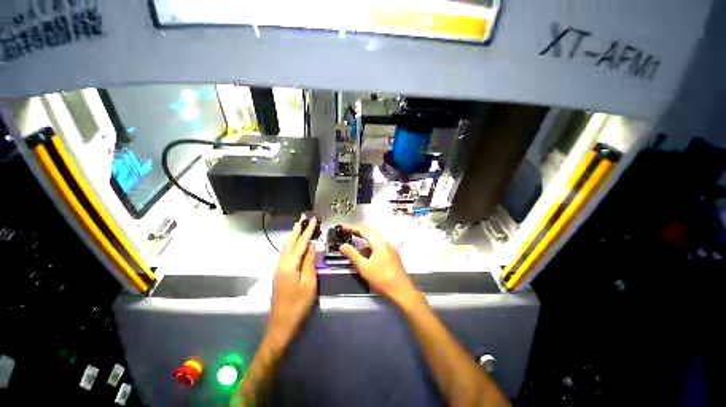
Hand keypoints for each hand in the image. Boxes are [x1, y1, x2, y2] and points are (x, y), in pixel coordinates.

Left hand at [267, 215, 317, 347]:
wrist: (280, 325)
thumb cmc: (298, 305)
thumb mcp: (309, 284)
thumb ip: (310, 263)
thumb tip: (312, 246)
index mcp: (290, 265)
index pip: (301, 243)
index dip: (307, 231)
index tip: (312, 219)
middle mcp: (282, 264)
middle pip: (290, 242)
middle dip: (297, 229)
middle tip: (302, 217)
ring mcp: (279, 269)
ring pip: (286, 247)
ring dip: (293, 235)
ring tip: (299, 226)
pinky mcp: (279, 274)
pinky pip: (285, 254)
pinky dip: (291, 244)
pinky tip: (294, 244)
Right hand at [339, 224, 419, 305]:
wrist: (402, 291)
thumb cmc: (381, 278)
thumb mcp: (364, 267)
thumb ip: (352, 254)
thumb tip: (342, 245)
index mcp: (379, 243)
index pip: (364, 230)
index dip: (352, 227)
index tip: (343, 227)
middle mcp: (386, 242)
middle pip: (370, 232)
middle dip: (358, 231)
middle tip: (347, 231)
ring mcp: (390, 248)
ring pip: (375, 239)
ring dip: (364, 239)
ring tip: (354, 241)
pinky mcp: (392, 255)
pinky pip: (379, 245)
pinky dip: (370, 246)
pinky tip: (365, 252)